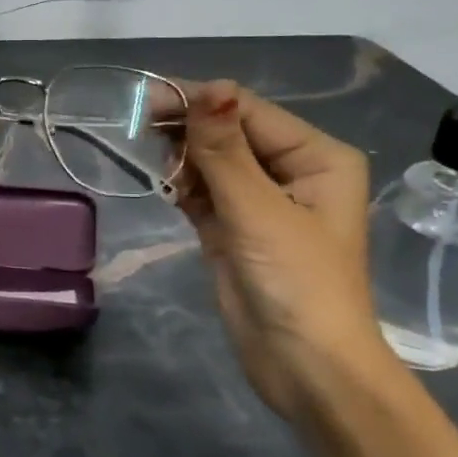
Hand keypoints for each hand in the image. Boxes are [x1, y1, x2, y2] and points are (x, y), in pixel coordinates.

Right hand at [174, 79, 393, 419]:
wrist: (306, 369)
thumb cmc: (296, 283)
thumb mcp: (257, 210)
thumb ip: (224, 149)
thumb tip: (208, 87)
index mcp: (316, 157)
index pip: (249, 111)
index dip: (200, 102)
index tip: (146, 101)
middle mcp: (292, 170)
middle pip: (229, 133)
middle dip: (189, 131)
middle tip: (141, 132)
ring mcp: (261, 201)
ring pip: (212, 161)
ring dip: (183, 160)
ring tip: (160, 171)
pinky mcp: (236, 228)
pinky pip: (204, 191)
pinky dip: (183, 187)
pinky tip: (166, 187)